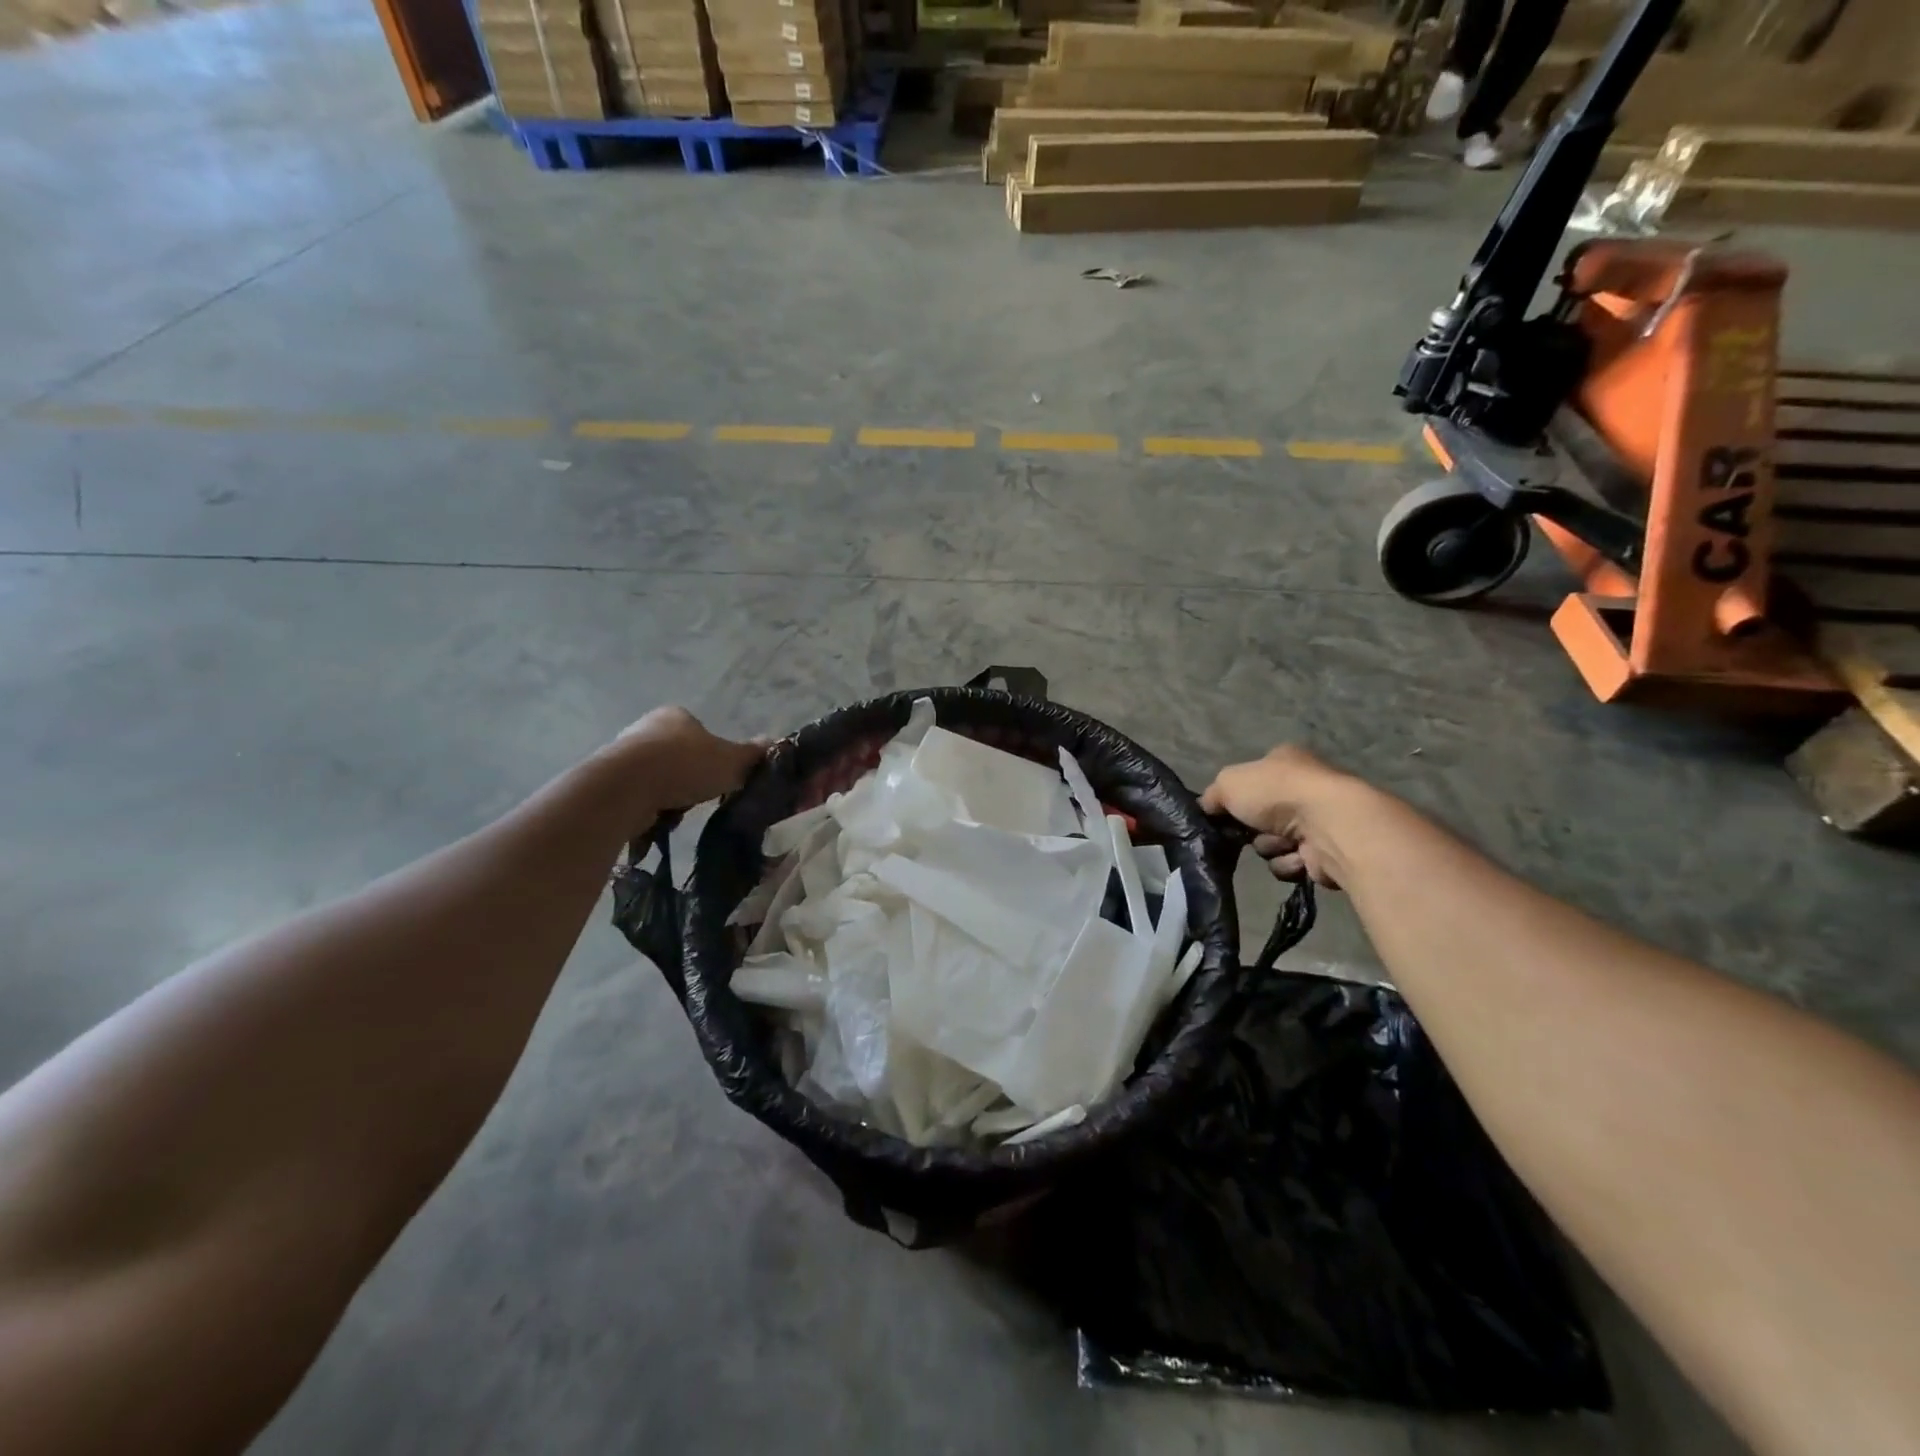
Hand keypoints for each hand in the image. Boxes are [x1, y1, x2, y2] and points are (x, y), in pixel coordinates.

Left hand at [609, 707, 767, 813]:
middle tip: (701, 796)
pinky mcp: (608, 780)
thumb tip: (775, 743)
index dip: (713, 755)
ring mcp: (623, 753)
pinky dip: (650, 808)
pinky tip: (657, 819)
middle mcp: (646, 727)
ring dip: (670, 795)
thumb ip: (752, 755)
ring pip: (658, 777)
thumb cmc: (685, 765)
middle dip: (690, 777)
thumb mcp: (731, 761)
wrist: (627, 786)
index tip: (719, 777)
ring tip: (679, 812)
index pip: (700, 732)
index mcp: (676, 715)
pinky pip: (638, 795)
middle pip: (678, 755)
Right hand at [1200, 745, 1365, 887]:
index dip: (1235, 798)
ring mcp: (1317, 820)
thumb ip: (1212, 795)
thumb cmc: (1276, 793)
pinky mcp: (1326, 851)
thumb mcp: (1228, 782)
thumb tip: (1207, 808)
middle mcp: (1303, 787)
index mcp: (1283, 761)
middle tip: (1248, 831)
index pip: (1250, 780)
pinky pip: (1291, 863)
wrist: (1328, 825)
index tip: (1224, 813)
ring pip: (1272, 843)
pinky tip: (1298, 856)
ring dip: (1270, 847)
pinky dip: (1289, 862)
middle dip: (1252, 830)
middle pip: (1258, 817)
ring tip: (1283, 843)